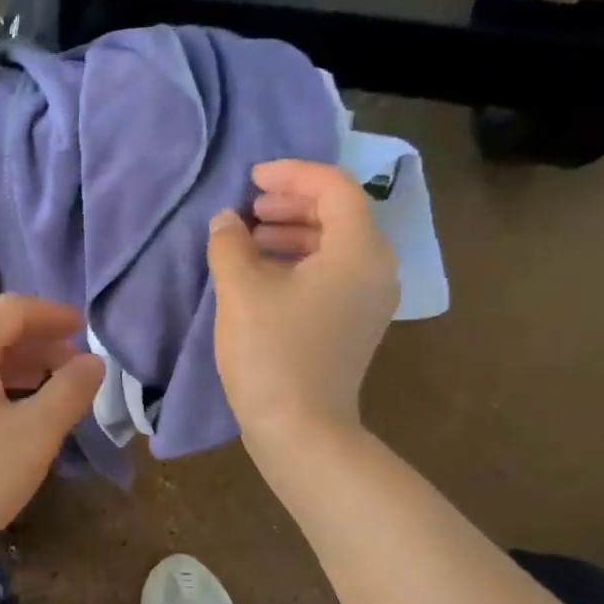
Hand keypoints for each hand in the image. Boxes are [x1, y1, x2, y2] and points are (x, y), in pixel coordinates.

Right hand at [207, 159, 398, 446]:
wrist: (301, 429)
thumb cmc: (272, 353)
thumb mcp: (241, 290)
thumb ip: (230, 243)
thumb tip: (227, 220)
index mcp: (358, 250)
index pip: (334, 188)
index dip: (292, 174)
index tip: (252, 178)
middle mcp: (376, 268)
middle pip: (340, 214)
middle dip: (292, 203)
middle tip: (250, 206)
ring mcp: (370, 300)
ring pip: (335, 245)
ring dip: (294, 232)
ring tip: (251, 237)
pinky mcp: (355, 324)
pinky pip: (333, 273)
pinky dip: (301, 261)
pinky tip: (264, 273)